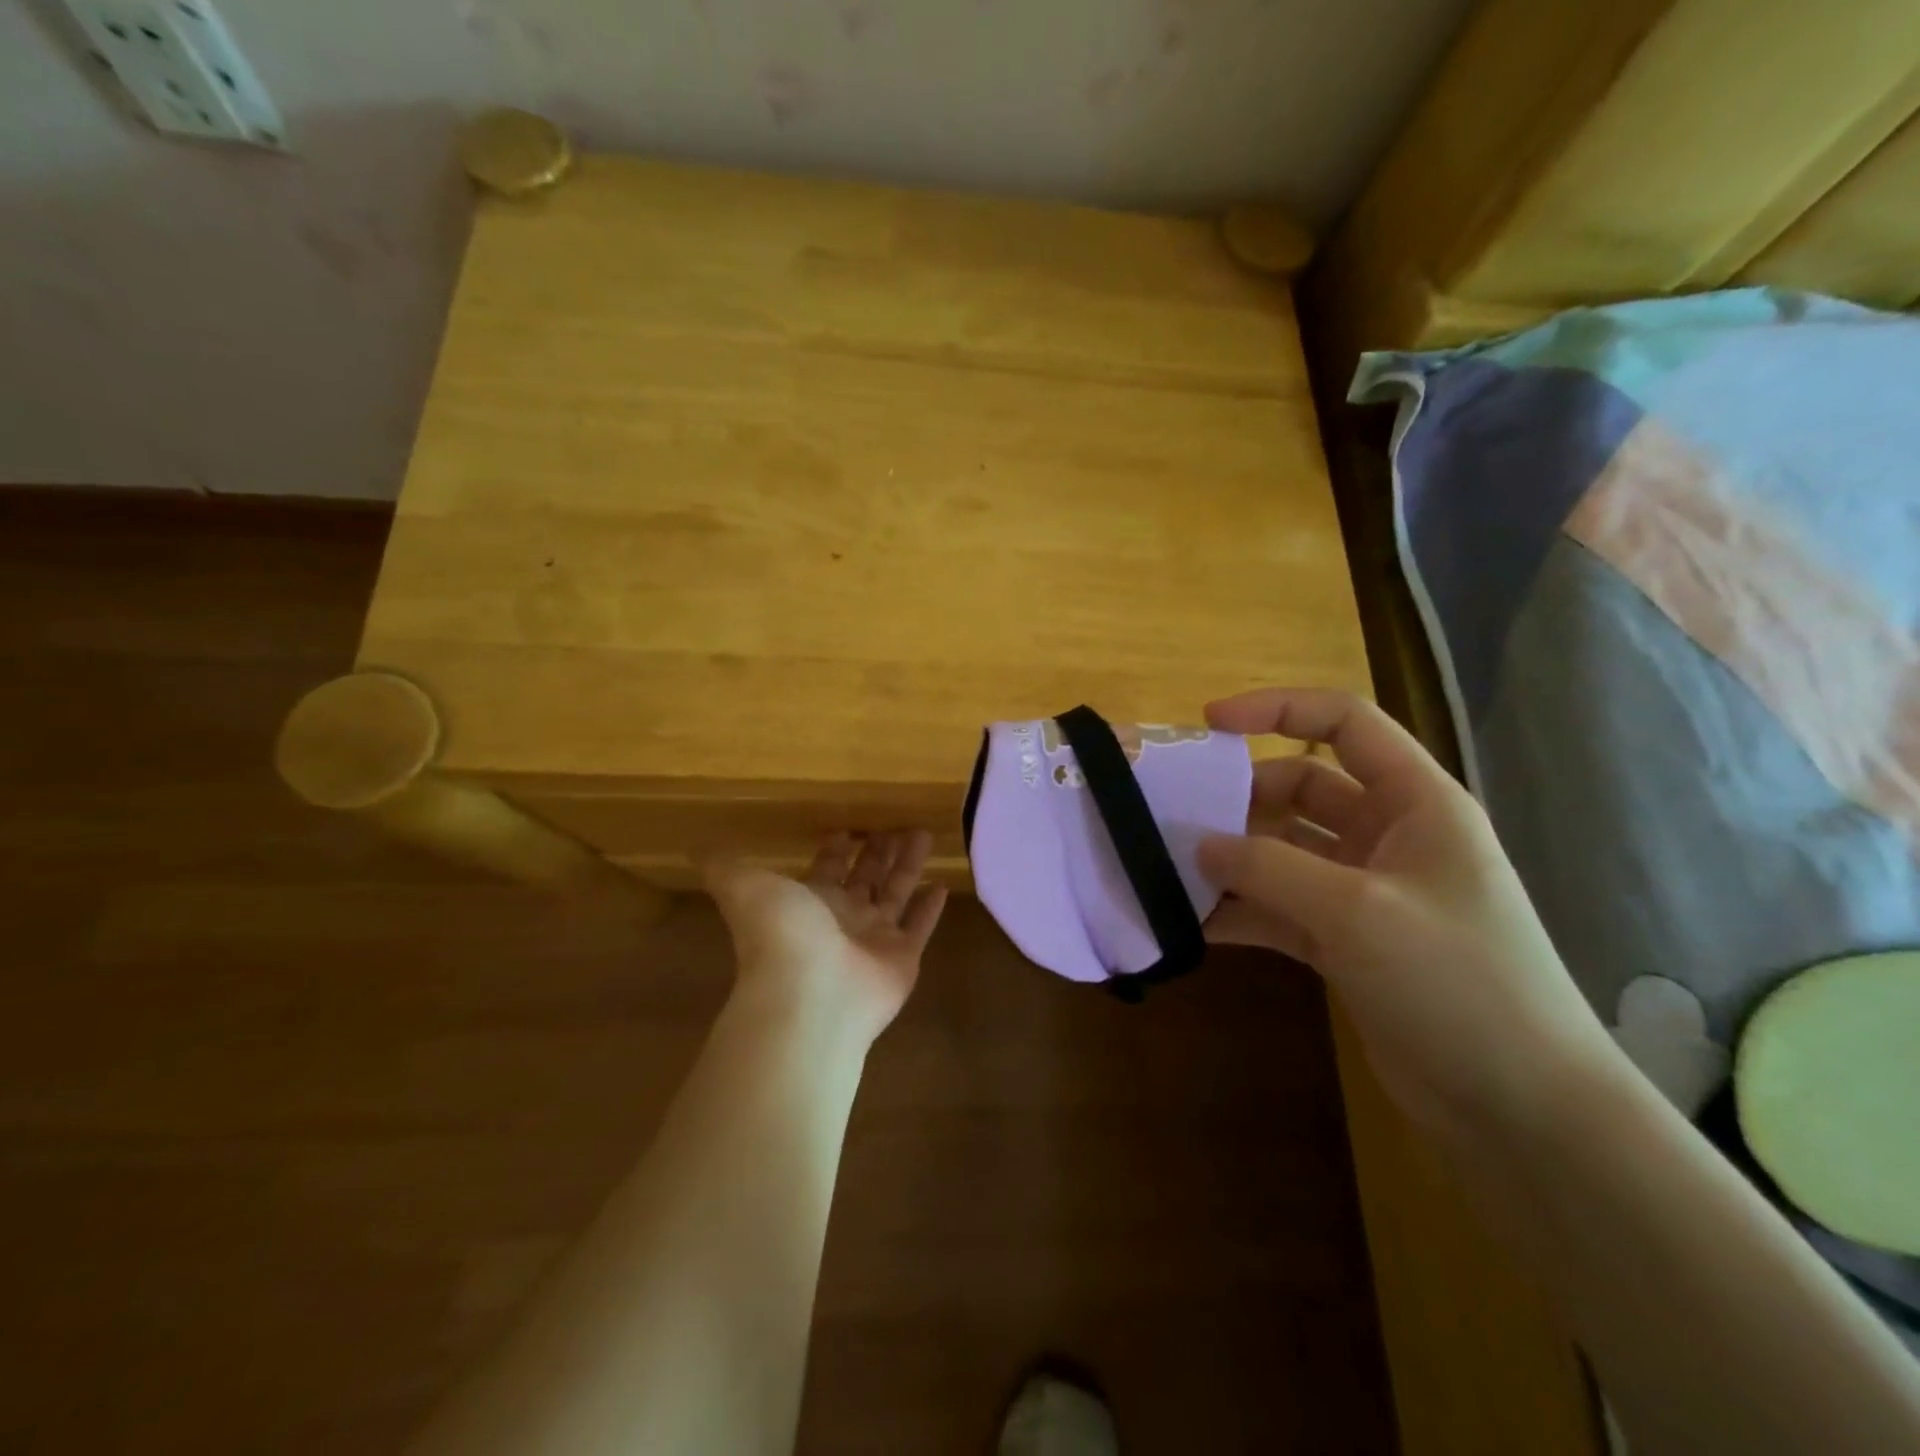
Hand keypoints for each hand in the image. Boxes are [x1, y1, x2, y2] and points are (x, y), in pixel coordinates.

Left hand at [704, 831, 948, 1043]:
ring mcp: (874, 939)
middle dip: (878, 850)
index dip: (836, 847)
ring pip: (896, 893)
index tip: (847, 825)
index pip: (827, 868)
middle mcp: (843, 917)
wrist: (811, 997)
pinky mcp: (903, 958)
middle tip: (896, 822)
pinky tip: (943, 885)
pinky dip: (930, 909)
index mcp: (810, 900)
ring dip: (909, 865)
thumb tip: (696, 846)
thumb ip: (725, 866)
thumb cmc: (782, 935)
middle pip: (866, 876)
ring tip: (925, 833)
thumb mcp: (746, 887)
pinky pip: (920, 927)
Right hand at [1197, 689, 1621, 1132]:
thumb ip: (1270, 868)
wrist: (1524, 1112)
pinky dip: (1242, 911)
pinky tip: (1196, 926)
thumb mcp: (1357, 913)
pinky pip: (1280, 907)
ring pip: (1283, 852)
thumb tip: (1199, 843)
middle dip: (1240, 800)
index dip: (1276, 709)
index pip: (1344, 723)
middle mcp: (1389, 836)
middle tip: (1179, 820)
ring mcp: (1365, 891)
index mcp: (1416, 803)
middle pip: (1299, 790)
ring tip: (1172, 872)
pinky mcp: (1346, 942)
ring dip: (1233, 860)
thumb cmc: (1458, 984)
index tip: (1208, 723)